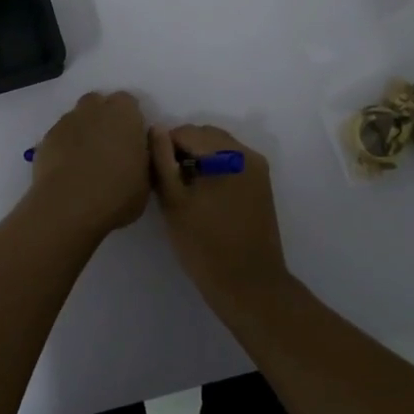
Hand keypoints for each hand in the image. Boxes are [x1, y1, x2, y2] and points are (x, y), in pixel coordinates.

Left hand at [25, 91, 150, 239]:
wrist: (68, 207)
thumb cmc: (117, 193)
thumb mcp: (146, 180)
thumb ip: (144, 156)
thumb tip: (139, 146)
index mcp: (124, 114)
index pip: (128, 102)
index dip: (129, 118)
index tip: (131, 139)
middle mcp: (94, 110)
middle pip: (98, 103)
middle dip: (103, 117)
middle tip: (109, 146)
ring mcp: (67, 122)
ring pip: (77, 118)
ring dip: (83, 130)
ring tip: (86, 159)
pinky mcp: (46, 139)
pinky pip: (60, 135)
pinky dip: (65, 145)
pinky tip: (68, 168)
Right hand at [149, 124, 289, 302]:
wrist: (248, 284)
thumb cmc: (204, 244)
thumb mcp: (173, 201)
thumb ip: (161, 161)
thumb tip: (156, 130)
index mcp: (228, 154)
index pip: (187, 132)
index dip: (164, 145)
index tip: (152, 168)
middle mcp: (248, 154)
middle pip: (206, 137)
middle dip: (183, 149)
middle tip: (165, 178)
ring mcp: (258, 170)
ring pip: (219, 150)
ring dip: (198, 159)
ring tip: (182, 188)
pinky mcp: (261, 186)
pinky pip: (232, 164)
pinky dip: (214, 170)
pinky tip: (202, 195)